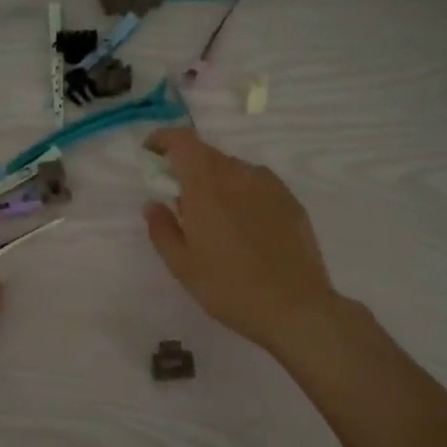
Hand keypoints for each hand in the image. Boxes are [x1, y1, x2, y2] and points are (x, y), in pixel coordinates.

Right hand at [143, 128, 341, 356]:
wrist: (295, 307)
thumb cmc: (229, 288)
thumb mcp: (182, 266)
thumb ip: (162, 229)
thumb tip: (152, 203)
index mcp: (206, 187)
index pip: (183, 141)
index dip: (164, 139)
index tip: (151, 152)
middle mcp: (239, 175)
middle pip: (208, 153)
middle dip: (187, 165)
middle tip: (179, 196)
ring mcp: (270, 186)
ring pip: (234, 169)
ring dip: (216, 180)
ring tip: (213, 216)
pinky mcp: (291, 201)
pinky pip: (257, 184)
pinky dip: (241, 192)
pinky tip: (243, 225)